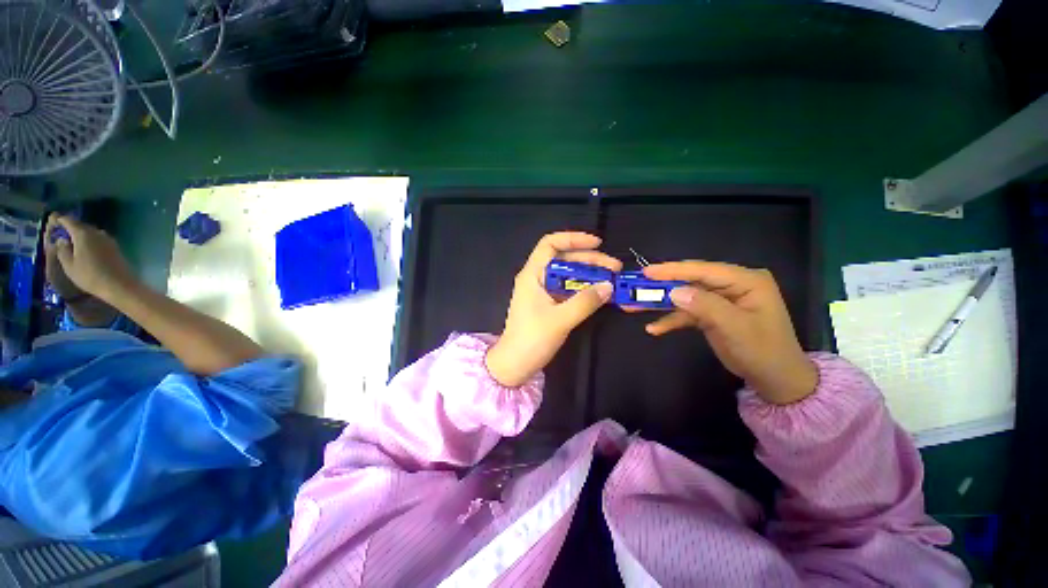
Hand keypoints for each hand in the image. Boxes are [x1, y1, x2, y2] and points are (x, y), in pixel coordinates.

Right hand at [45, 214, 137, 302]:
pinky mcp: (115, 247)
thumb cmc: (90, 276)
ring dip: (81, 234)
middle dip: (70, 227)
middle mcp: (97, 232)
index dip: (60, 219)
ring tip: (72, 241)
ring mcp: (108, 239)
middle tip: (61, 232)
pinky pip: (99, 239)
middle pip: (81, 225)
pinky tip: (87, 249)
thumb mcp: (69, 265)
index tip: (53, 220)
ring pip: (91, 232)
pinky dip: (90, 241)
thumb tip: (61, 240)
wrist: (119, 284)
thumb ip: (62, 250)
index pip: (69, 221)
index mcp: (83, 234)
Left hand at [485, 232, 621, 387]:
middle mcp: (536, 278)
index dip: (573, 238)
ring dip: (589, 274)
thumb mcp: (560, 320)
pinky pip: (568, 289)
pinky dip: (584, 288)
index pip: (550, 244)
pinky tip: (599, 293)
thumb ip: (585, 302)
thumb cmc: (531, 340)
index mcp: (532, 274)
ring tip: (612, 279)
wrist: (514, 365)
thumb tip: (609, 286)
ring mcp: (542, 291)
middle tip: (615, 267)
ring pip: (568, 274)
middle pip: (564, 258)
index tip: (597, 243)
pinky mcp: (548, 304)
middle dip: (589, 259)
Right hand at [642, 261, 817, 404]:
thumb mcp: (735, 328)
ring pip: (684, 296)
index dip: (673, 270)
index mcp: (745, 280)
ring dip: (660, 303)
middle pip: (690, 281)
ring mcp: (720, 300)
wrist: (775, 380)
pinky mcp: (711, 314)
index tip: (646, 272)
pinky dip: (671, 320)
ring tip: (633, 306)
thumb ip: (705, 306)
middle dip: (661, 286)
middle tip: (635, 287)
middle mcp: (731, 285)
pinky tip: (654, 329)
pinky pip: (687, 313)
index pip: (704, 270)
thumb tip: (674, 292)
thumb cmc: (763, 352)